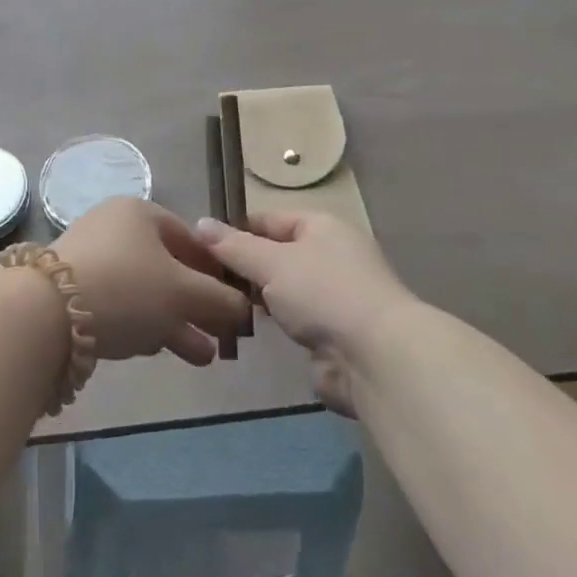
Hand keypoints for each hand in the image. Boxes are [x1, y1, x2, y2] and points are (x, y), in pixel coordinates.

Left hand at [53, 198, 250, 365]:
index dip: (217, 271)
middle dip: (198, 305)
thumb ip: (220, 299)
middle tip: (222, 335)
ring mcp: (92, 261)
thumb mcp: (183, 292)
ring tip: (203, 357)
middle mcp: (115, 230)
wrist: (46, 314)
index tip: (235, 301)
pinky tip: (159, 351)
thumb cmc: (127, 287)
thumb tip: (244, 308)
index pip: (191, 239)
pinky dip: (144, 326)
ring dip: (176, 323)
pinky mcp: (73, 293)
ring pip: (145, 292)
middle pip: (168, 268)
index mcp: (140, 213)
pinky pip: (120, 306)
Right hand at [195, 211, 413, 414]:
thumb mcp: (271, 262)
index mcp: (322, 226)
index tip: (199, 248)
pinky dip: (274, 324)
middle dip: (243, 267)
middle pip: (276, 254)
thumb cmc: (323, 293)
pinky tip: (245, 330)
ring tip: (217, 306)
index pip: (269, 219)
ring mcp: (334, 296)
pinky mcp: (334, 333)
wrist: (376, 357)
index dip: (236, 230)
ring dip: (257, 299)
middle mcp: (331, 255)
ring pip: (284, 289)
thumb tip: (200, 223)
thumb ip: (233, 246)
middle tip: (203, 281)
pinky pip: (294, 320)